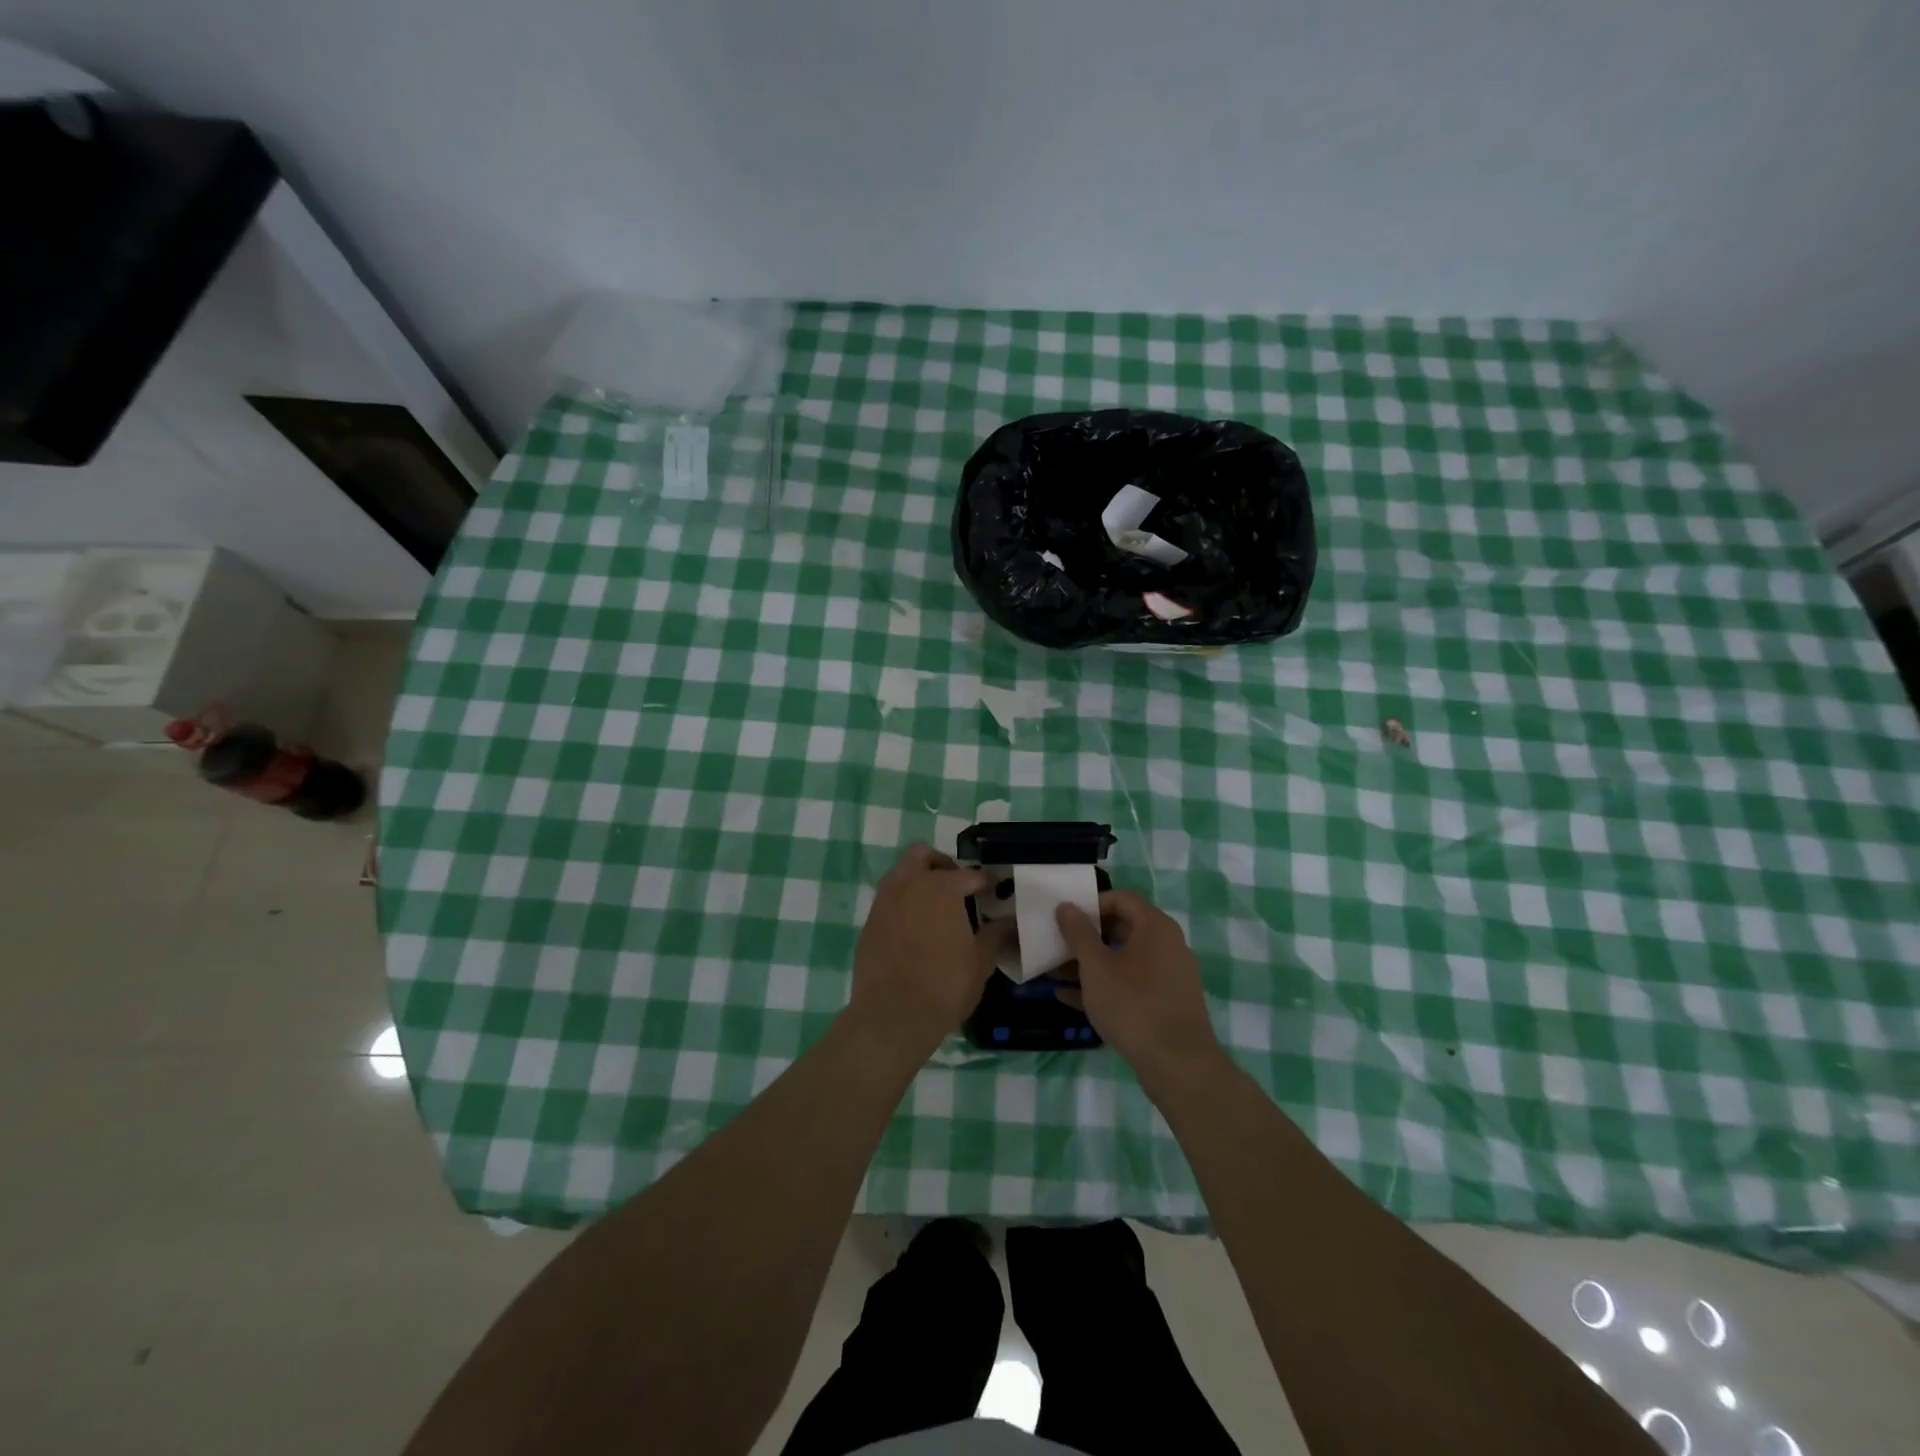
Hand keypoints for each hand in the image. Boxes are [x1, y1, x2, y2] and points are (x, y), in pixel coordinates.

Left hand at [849, 844, 1007, 1061]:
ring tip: (936, 908)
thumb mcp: (981, 961)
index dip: (984, 883)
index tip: (994, 892)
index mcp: (940, 887)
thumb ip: (996, 935)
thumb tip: (1008, 923)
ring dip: (918, 882)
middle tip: (957, 886)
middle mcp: (908, 885)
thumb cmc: (945, 984)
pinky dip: (903, 905)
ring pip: (900, 874)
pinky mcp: (869, 923)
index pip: (969, 875)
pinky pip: (888, 901)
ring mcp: (884, 902)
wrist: (893, 1016)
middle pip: (921, 854)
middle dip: (941, 864)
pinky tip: (916, 930)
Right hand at [1055, 890, 1222, 1083]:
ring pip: (1123, 960)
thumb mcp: (1096, 966)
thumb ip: (1078, 932)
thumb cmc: (1133, 1004)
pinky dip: (1104, 986)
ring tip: (1055, 973)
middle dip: (1086, 937)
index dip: (1091, 904)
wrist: (1178, 1065)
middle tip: (1057, 945)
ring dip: (1090, 964)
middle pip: (1122, 928)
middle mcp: (1168, 945)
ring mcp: (1169, 976)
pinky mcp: (1166, 1004)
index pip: (1121, 898)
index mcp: (1156, 927)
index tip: (1065, 918)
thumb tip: (1067, 906)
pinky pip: (1131, 984)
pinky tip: (1070, 998)